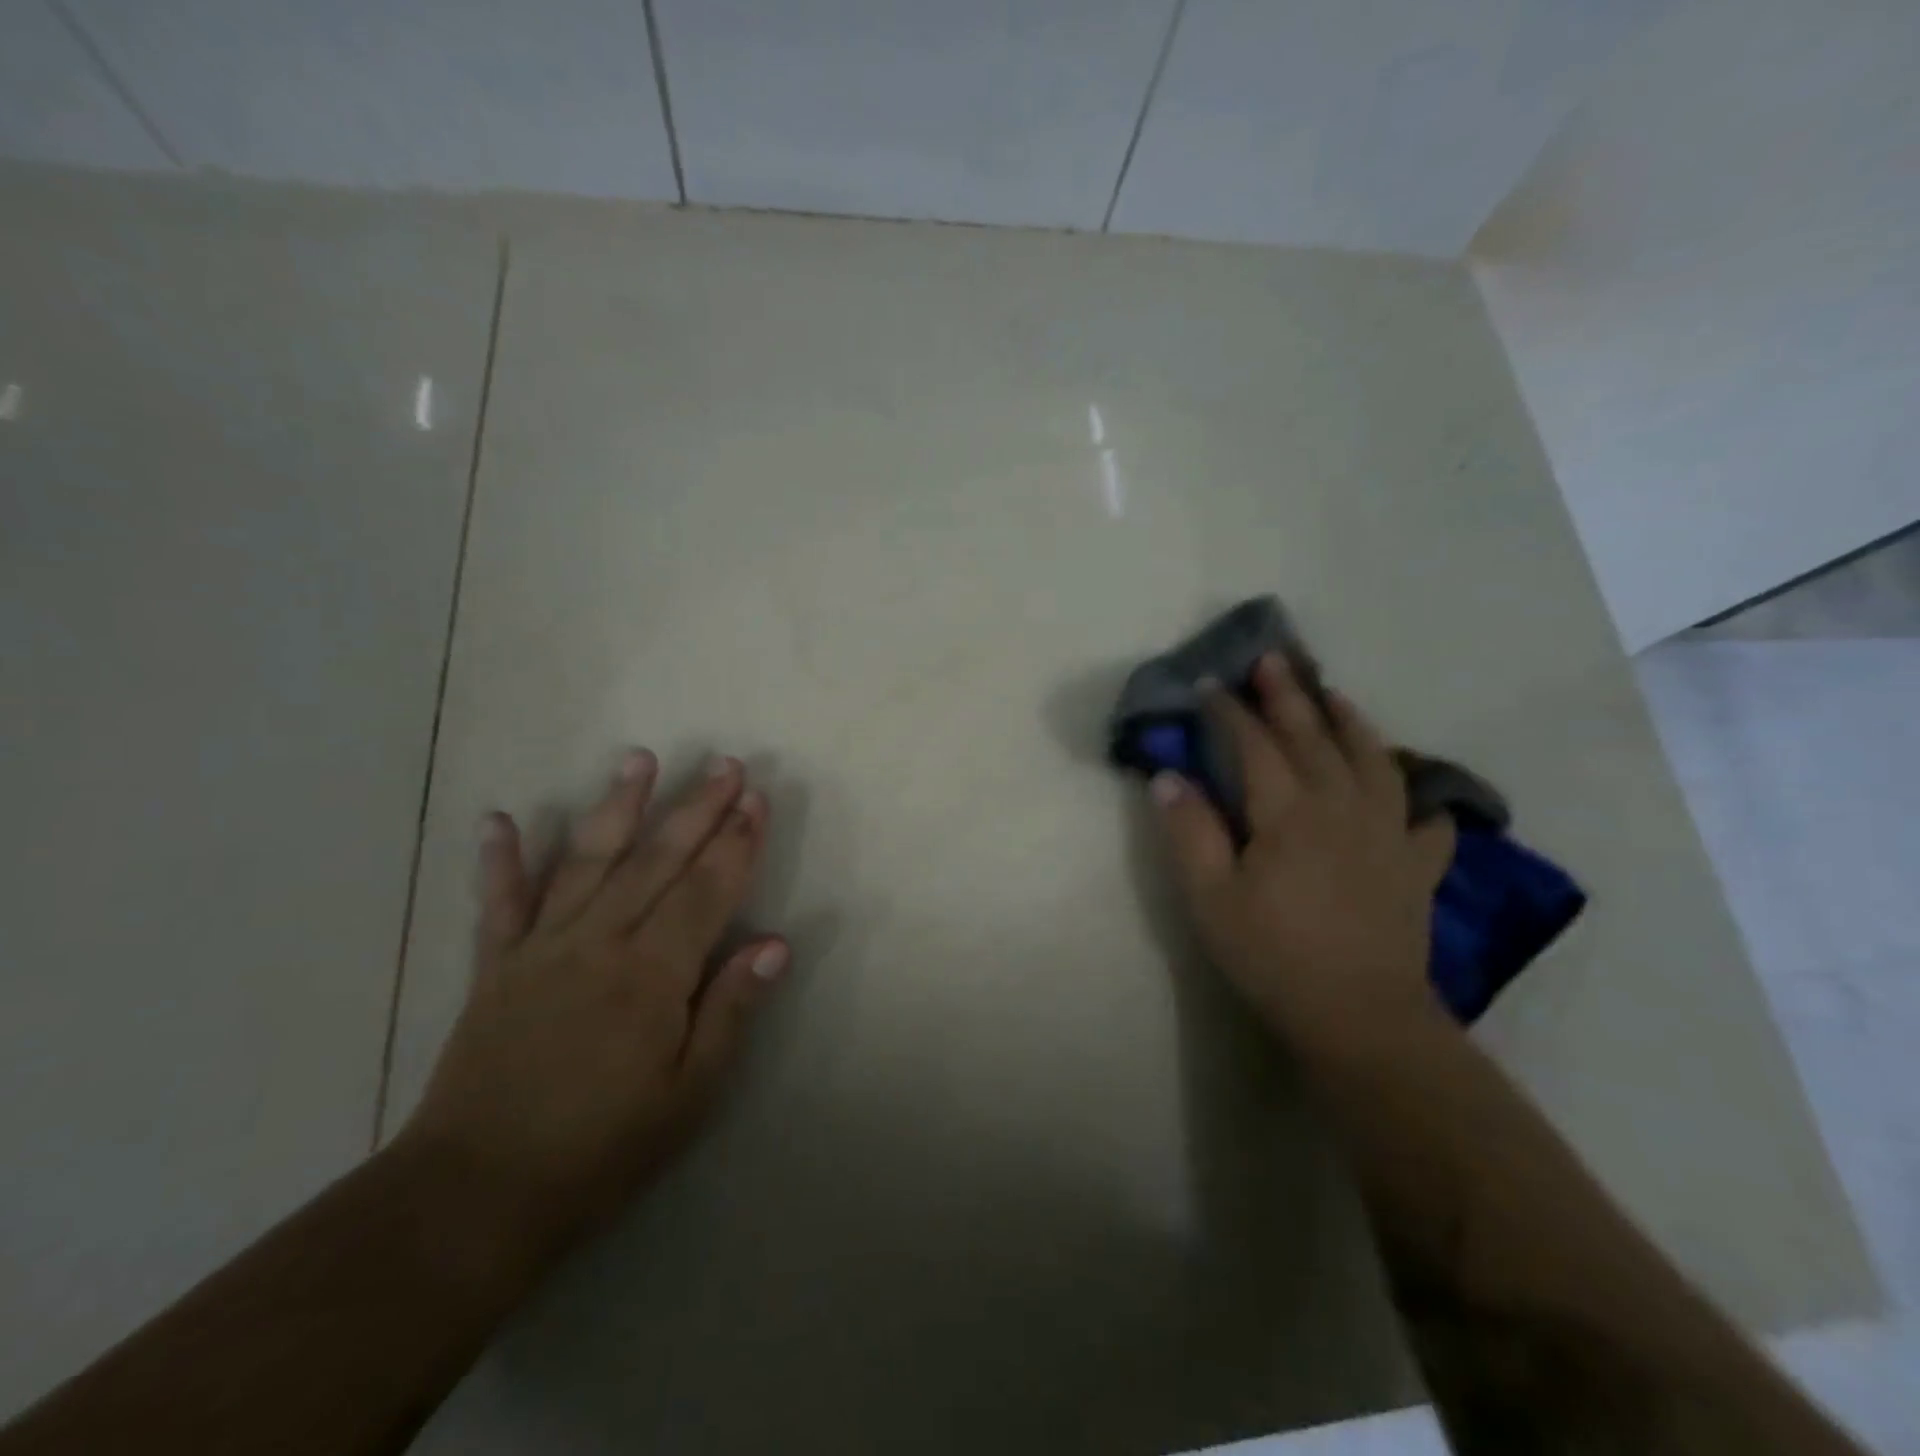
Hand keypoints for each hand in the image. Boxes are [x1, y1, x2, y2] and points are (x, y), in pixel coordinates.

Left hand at [401, 751, 787, 1251]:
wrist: (473, 1198)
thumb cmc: (600, 1150)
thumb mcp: (688, 1095)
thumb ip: (730, 1011)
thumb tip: (775, 944)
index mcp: (651, 975)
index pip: (705, 890)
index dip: (736, 842)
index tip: (757, 798)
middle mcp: (598, 944)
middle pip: (657, 860)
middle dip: (697, 808)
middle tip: (724, 763)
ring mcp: (541, 949)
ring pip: (586, 862)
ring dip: (616, 806)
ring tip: (639, 759)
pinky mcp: (495, 968)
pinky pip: (499, 904)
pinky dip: (499, 860)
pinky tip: (498, 818)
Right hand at [1151, 655, 1454, 1051]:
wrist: (1360, 1019)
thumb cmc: (1273, 956)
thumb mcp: (1210, 899)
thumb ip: (1189, 833)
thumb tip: (1167, 777)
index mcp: (1288, 814)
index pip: (1255, 746)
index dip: (1230, 712)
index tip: (1211, 684)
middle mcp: (1343, 809)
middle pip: (1314, 738)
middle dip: (1288, 695)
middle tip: (1272, 659)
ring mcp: (1389, 835)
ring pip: (1374, 761)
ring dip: (1351, 721)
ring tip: (1335, 694)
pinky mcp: (1417, 867)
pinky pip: (1424, 817)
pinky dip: (1418, 794)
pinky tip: (1410, 789)